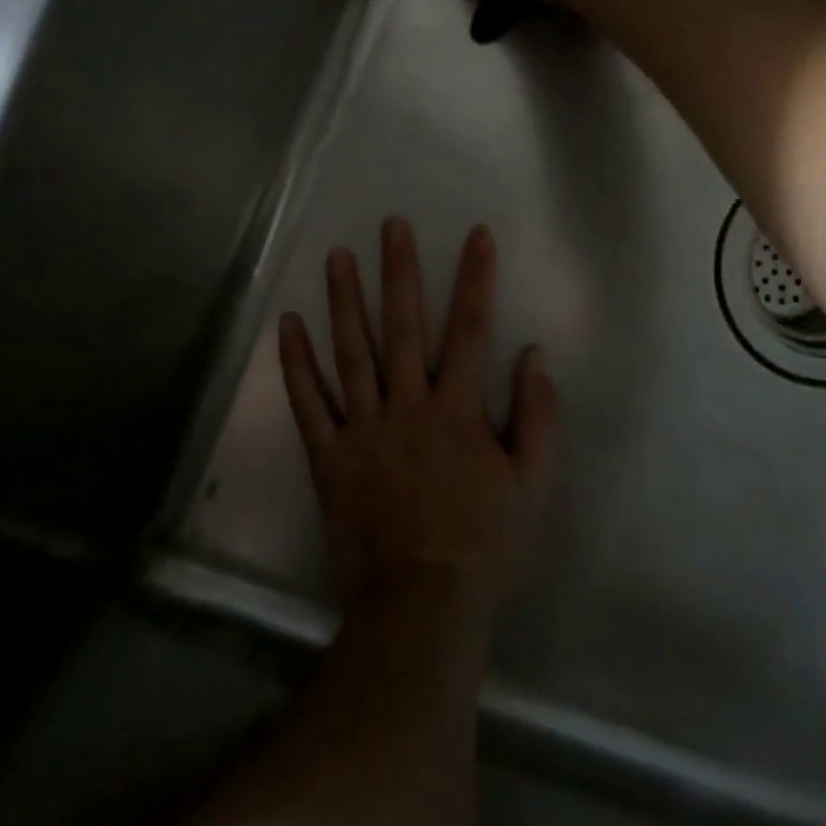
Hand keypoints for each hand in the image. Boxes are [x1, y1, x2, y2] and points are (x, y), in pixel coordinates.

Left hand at [278, 219, 558, 615]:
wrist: (424, 599)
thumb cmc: (485, 542)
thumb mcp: (533, 483)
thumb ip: (537, 415)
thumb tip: (534, 355)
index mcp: (457, 409)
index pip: (469, 329)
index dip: (475, 278)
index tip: (476, 234)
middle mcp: (407, 405)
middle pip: (402, 326)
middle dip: (399, 271)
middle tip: (390, 225)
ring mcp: (362, 427)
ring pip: (351, 352)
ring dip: (344, 301)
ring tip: (336, 257)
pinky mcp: (329, 455)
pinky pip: (309, 403)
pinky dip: (296, 364)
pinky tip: (288, 325)